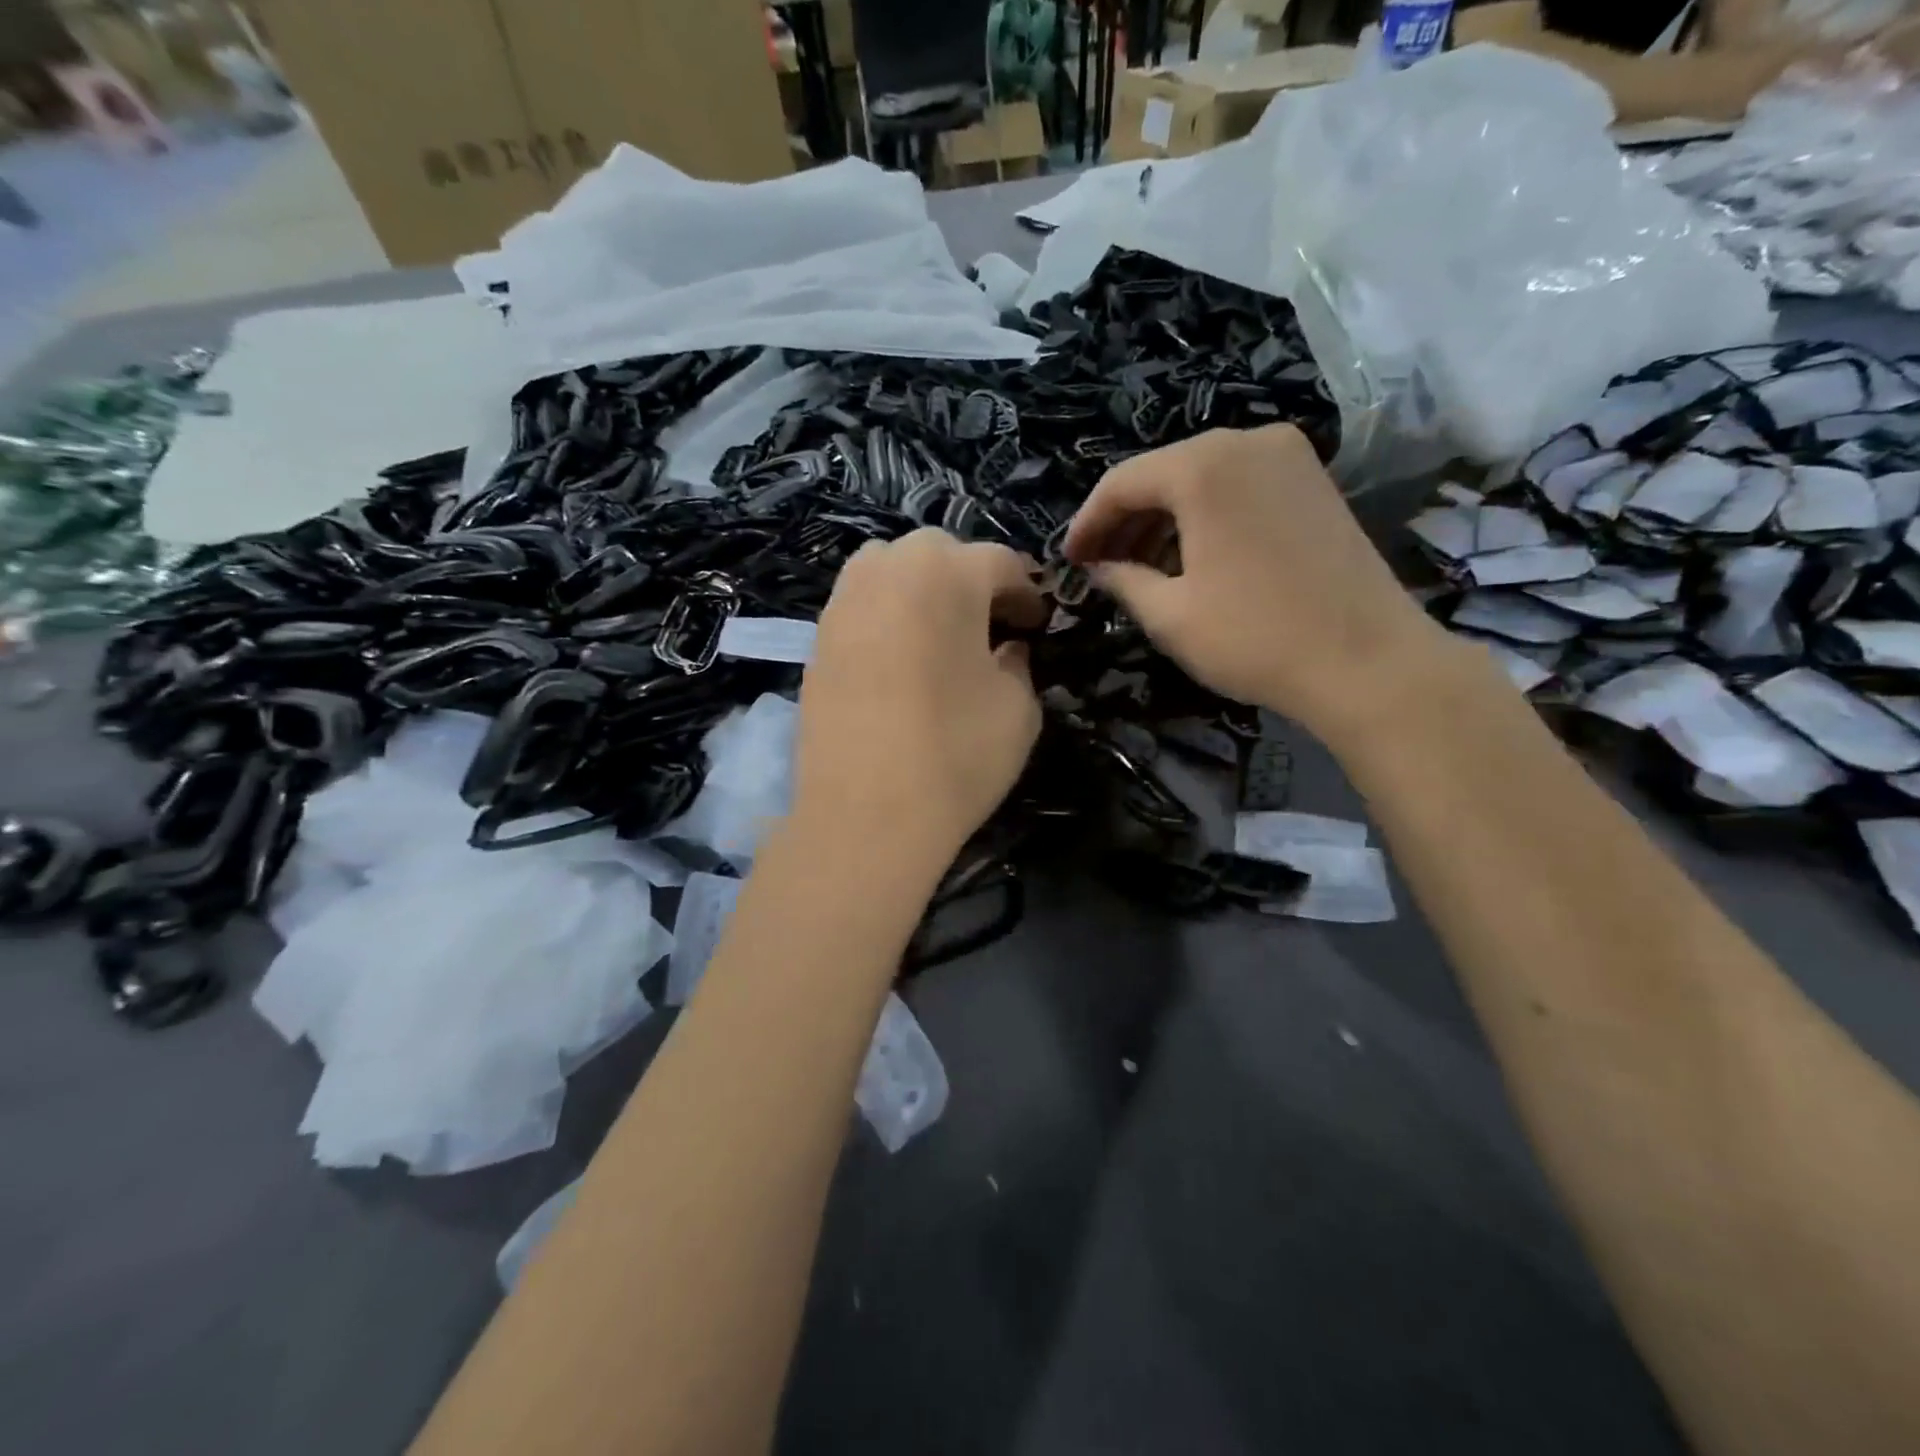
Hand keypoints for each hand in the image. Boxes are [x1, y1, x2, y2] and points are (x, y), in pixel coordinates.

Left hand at [793, 530, 1046, 868]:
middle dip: (970, 578)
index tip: (1036, 623)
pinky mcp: (816, 640)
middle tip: (989, 622)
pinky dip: (886, 614)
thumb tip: (1007, 649)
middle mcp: (888, 571)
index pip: (999, 562)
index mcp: (948, 575)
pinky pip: (860, 605)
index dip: (1026, 591)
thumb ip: (1020, 664)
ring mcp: (844, 603)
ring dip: (921, 586)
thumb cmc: (956, 755)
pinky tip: (899, 657)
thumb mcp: (1019, 709)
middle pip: (938, 552)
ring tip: (939, 631)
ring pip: (888, 568)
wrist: (865, 815)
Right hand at [1064, 425, 1450, 744]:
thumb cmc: (1255, 638)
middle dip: (1125, 520)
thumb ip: (1122, 580)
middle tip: (1100, 566)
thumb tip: (1099, 568)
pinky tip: (1192, 558)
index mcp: (1203, 466)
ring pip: (1202, 479)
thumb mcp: (1170, 615)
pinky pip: (1238, 486)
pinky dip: (1205, 516)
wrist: (1367, 662)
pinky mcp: (1313, 482)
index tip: (1069, 561)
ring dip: (1164, 519)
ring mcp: (1288, 457)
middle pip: (1162, 473)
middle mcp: (1246, 442)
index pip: (1121, 482)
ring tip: (1141, 569)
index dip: (1087, 523)